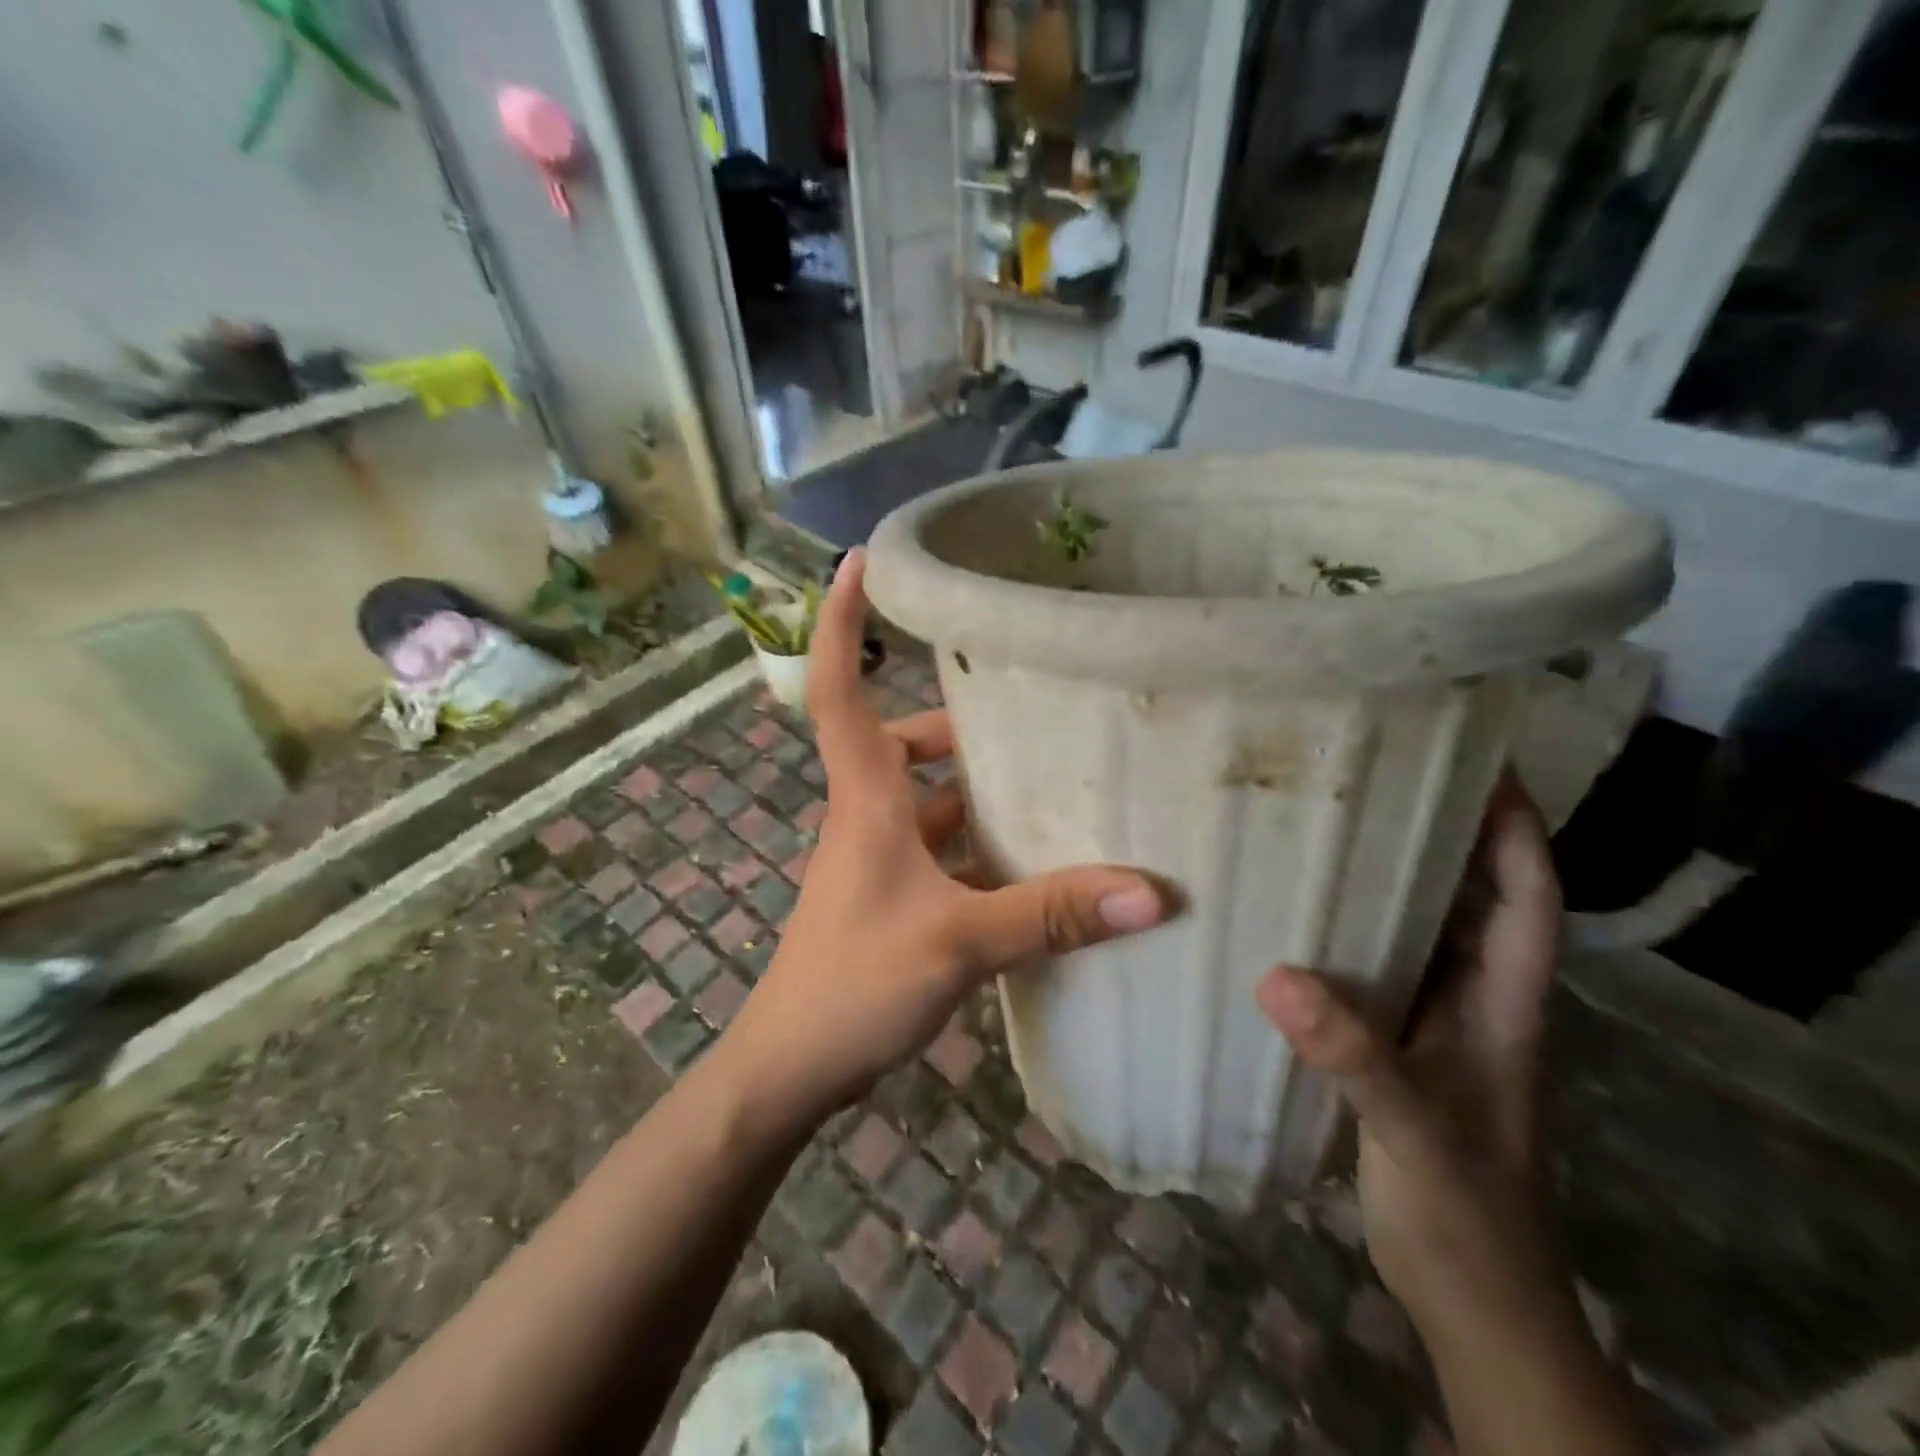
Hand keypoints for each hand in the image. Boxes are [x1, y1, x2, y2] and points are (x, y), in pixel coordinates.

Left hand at [718, 551, 1169, 1130]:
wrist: (789, 1069)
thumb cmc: (852, 982)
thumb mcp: (957, 942)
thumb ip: (1050, 914)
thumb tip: (1152, 890)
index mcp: (866, 797)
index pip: (840, 687)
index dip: (842, 622)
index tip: (857, 561)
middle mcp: (868, 815)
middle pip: (905, 743)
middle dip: (959, 723)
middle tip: (1031, 710)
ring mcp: (878, 861)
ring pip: (931, 804)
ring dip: (980, 792)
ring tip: (1053, 785)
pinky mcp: (893, 903)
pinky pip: (943, 856)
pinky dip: (983, 852)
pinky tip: (1036, 870)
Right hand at [1256, 775, 1563, 1328]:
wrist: (1470, 1296)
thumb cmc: (1464, 1209)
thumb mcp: (1412, 1128)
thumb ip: (1353, 1055)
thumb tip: (1275, 978)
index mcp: (1504, 1004)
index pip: (1530, 899)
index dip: (1518, 830)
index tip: (1483, 765)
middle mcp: (1474, 999)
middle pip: (1472, 897)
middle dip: (1444, 832)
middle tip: (1379, 775)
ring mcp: (1435, 1022)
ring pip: (1421, 929)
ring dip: (1391, 877)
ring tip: (1330, 823)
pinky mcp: (1396, 1042)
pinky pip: (1376, 965)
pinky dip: (1349, 930)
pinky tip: (1297, 913)